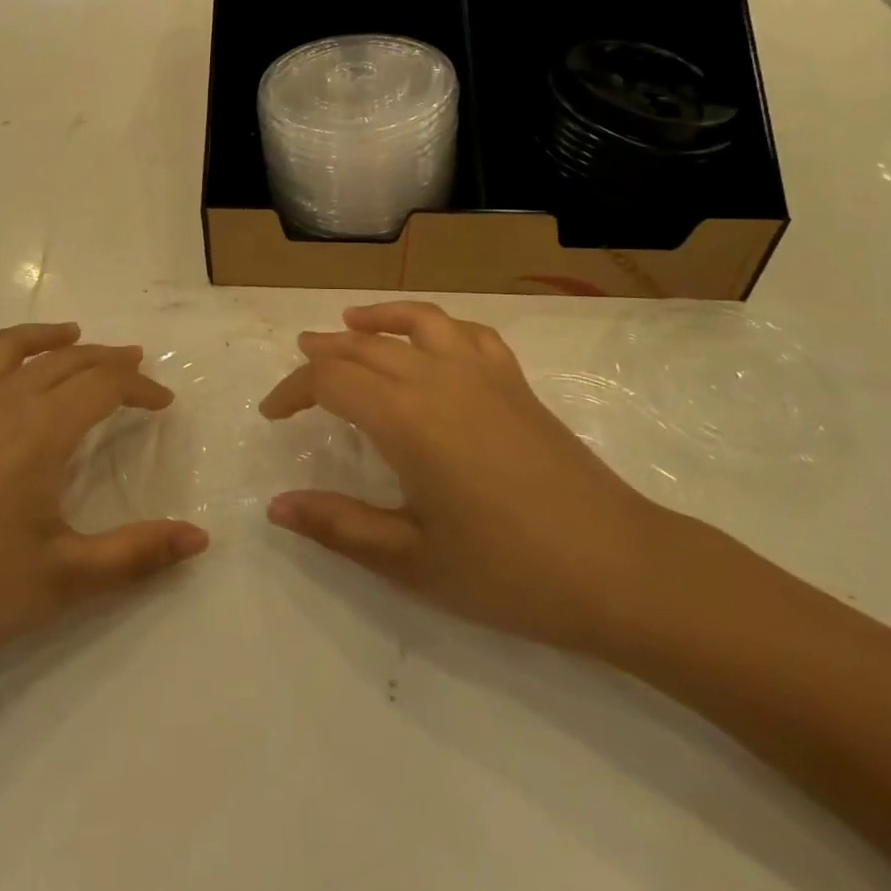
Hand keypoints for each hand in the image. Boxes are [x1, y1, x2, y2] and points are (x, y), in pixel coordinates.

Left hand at [0, 324, 208, 697]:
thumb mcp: (63, 580)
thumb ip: (137, 556)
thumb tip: (200, 540)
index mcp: (41, 430)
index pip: (104, 386)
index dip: (139, 388)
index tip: (163, 403)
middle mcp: (0, 401)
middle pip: (64, 361)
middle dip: (105, 359)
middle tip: (133, 366)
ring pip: (7, 348)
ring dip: (46, 337)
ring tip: (71, 335)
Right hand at [261, 302, 673, 656]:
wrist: (618, 568)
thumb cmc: (507, 571)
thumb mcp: (411, 559)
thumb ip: (338, 526)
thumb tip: (275, 507)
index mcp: (405, 418)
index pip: (330, 380)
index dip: (293, 390)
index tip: (272, 413)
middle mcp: (437, 378)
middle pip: (364, 346)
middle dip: (323, 353)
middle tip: (298, 367)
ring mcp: (481, 373)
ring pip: (416, 322)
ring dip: (376, 319)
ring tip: (350, 322)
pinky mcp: (515, 381)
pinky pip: (467, 332)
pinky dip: (436, 325)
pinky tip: (431, 340)